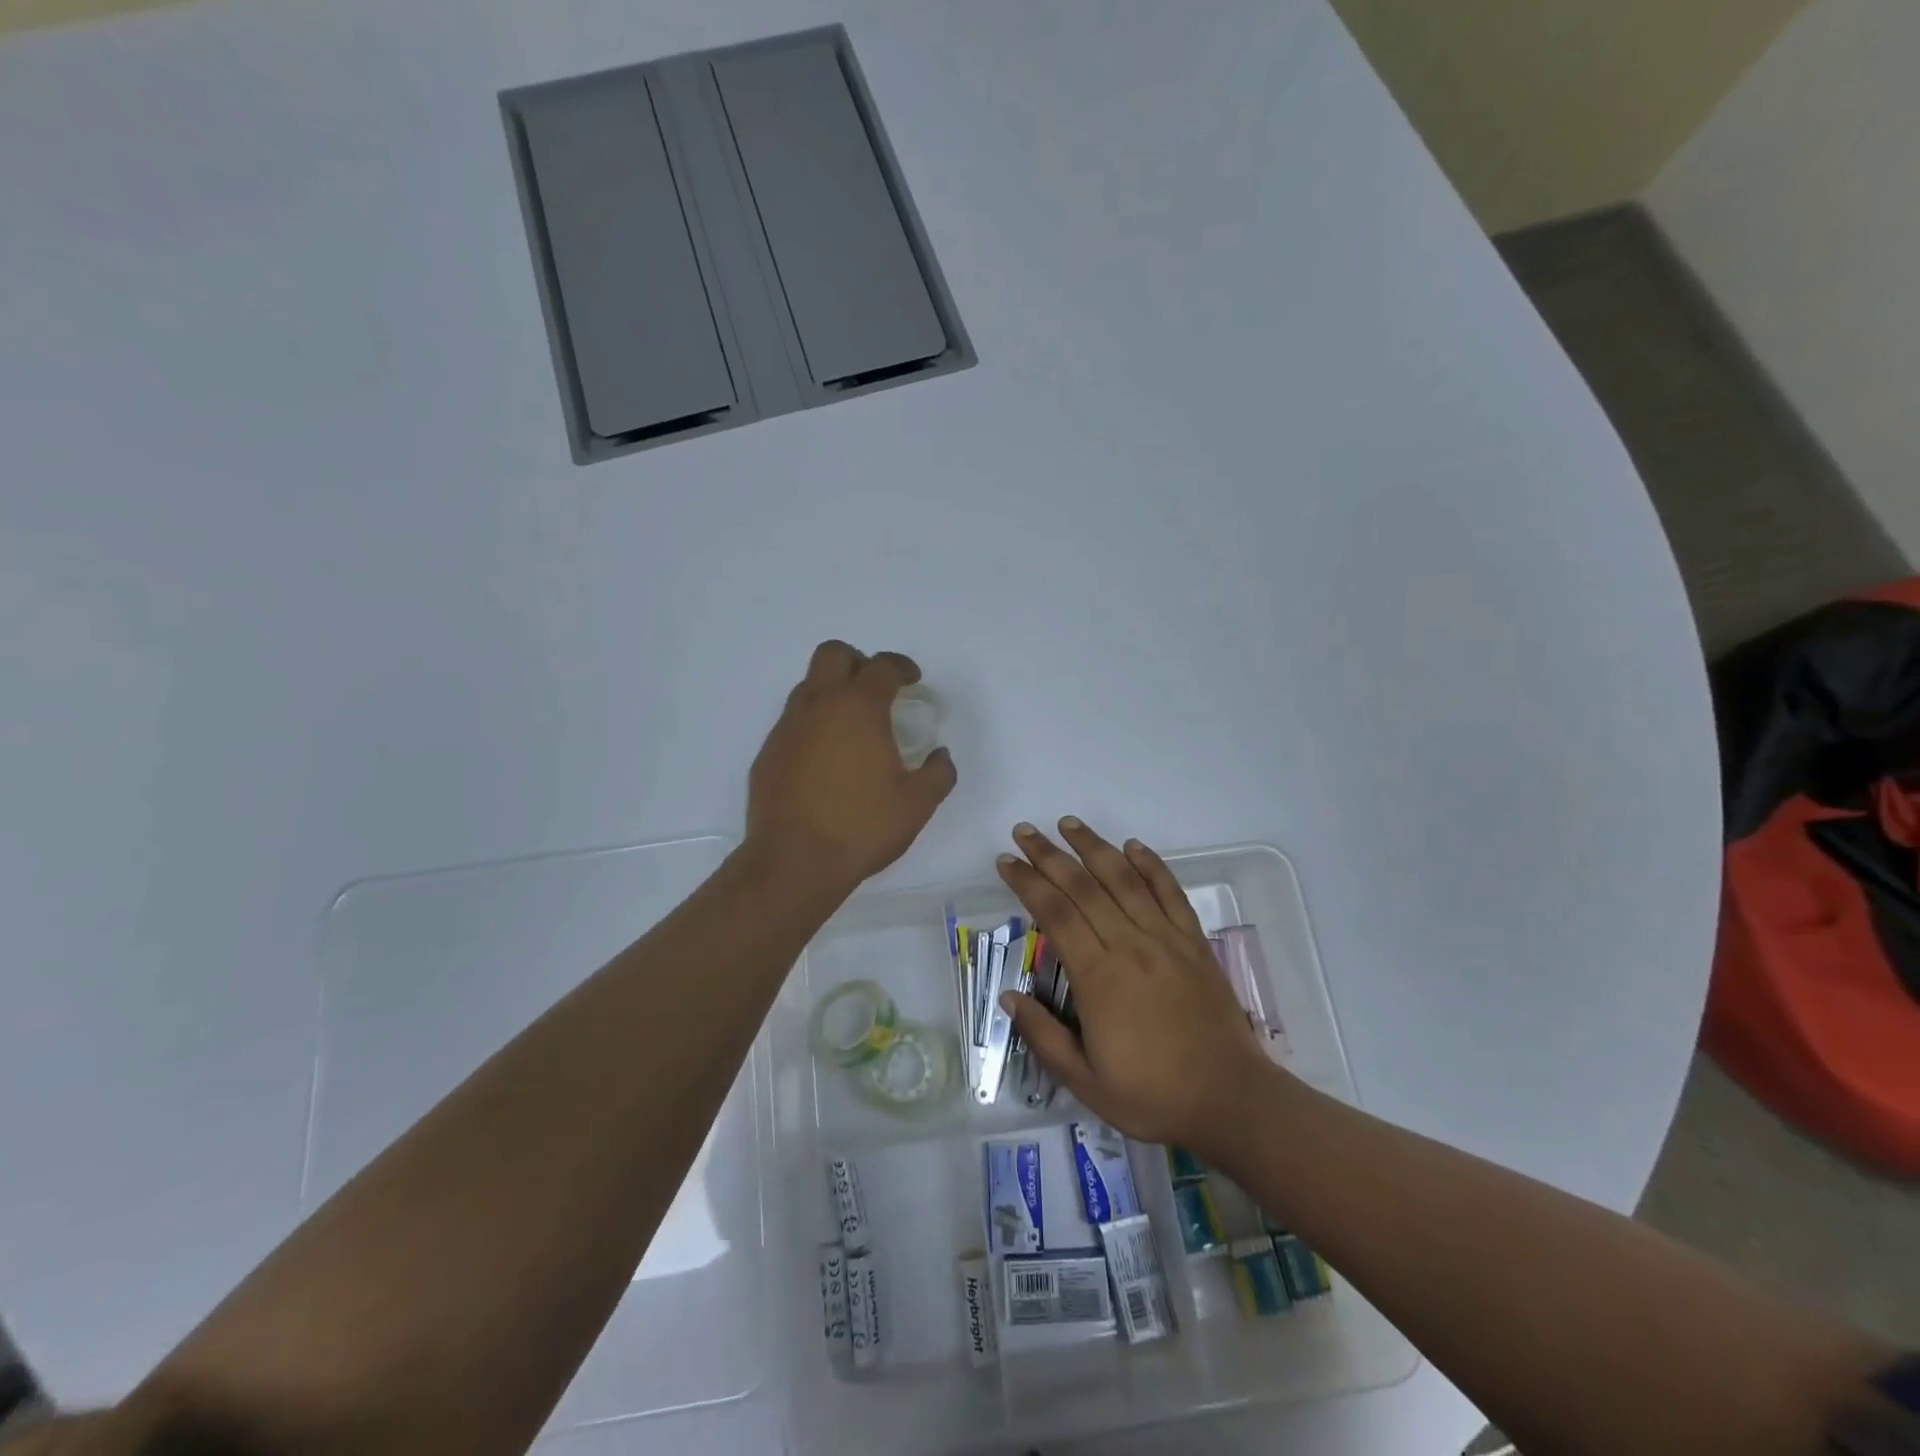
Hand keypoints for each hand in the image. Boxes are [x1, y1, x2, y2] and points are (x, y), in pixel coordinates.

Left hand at [747, 642, 956, 888]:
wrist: (794, 861)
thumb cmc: (862, 826)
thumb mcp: (917, 803)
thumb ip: (938, 773)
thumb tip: (941, 756)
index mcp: (858, 708)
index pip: (881, 666)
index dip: (901, 667)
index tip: (912, 680)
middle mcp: (818, 706)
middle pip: (833, 655)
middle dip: (858, 662)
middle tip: (876, 689)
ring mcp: (787, 728)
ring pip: (808, 686)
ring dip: (832, 692)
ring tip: (852, 727)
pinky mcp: (768, 753)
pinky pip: (793, 722)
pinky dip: (813, 725)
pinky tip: (826, 759)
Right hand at [997, 818, 1274, 1154]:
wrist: (1230, 1099)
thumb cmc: (1152, 1095)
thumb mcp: (1086, 1082)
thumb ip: (1044, 1037)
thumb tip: (1008, 997)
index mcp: (1099, 977)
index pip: (1055, 914)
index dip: (1028, 883)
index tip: (1006, 862)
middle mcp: (1130, 945)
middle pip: (1084, 887)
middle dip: (1050, 855)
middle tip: (1025, 831)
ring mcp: (1166, 939)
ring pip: (1124, 880)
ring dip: (1094, 847)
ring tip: (1069, 824)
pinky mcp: (1194, 942)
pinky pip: (1170, 893)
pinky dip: (1151, 865)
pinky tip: (1133, 846)